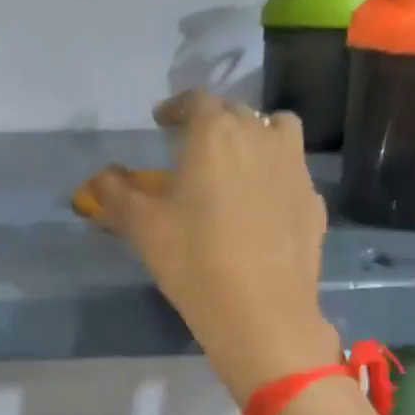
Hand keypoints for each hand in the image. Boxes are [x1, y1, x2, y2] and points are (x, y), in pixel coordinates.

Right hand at [81, 91, 338, 400]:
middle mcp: (260, 137)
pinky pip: (292, 171)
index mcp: (215, 134)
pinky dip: (274, 174)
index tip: (162, 120)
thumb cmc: (194, 260)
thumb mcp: (142, 227)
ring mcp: (294, 168)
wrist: (261, 313)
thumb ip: (116, 193)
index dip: (176, 107)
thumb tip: (100, 177)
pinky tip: (261, 204)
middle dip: (211, 121)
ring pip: (276, 131)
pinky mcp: (313, 200)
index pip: (196, 100)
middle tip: (191, 144)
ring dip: (254, 135)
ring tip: (236, 161)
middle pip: (236, 111)